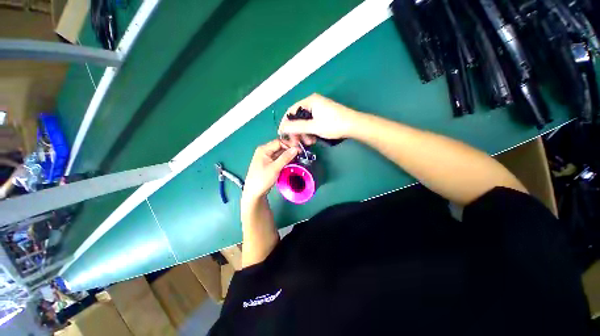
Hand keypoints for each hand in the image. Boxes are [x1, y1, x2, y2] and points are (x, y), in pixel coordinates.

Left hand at [242, 140, 299, 202]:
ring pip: (280, 153)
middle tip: (299, 155)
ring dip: (288, 156)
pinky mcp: (269, 164)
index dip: (289, 145)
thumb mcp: (275, 168)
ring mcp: (266, 158)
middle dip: (289, 150)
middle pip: (279, 147)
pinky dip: (285, 161)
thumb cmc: (262, 179)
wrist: (254, 193)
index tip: (299, 150)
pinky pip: (278, 159)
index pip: (279, 142)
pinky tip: (291, 163)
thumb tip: (295, 149)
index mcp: (263, 149)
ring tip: (297, 159)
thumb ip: (285, 157)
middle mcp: (264, 152)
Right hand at [278, 94, 359, 145]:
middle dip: (297, 131)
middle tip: (298, 143)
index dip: (286, 123)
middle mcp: (313, 103)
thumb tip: (282, 127)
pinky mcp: (323, 116)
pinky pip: (312, 124)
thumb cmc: (334, 124)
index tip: (283, 134)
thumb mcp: (313, 127)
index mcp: (309, 101)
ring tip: (309, 142)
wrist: (354, 126)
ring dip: (304, 133)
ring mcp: (319, 109)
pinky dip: (311, 132)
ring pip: (305, 122)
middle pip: (298, 118)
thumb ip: (297, 127)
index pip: (291, 111)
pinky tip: (313, 139)